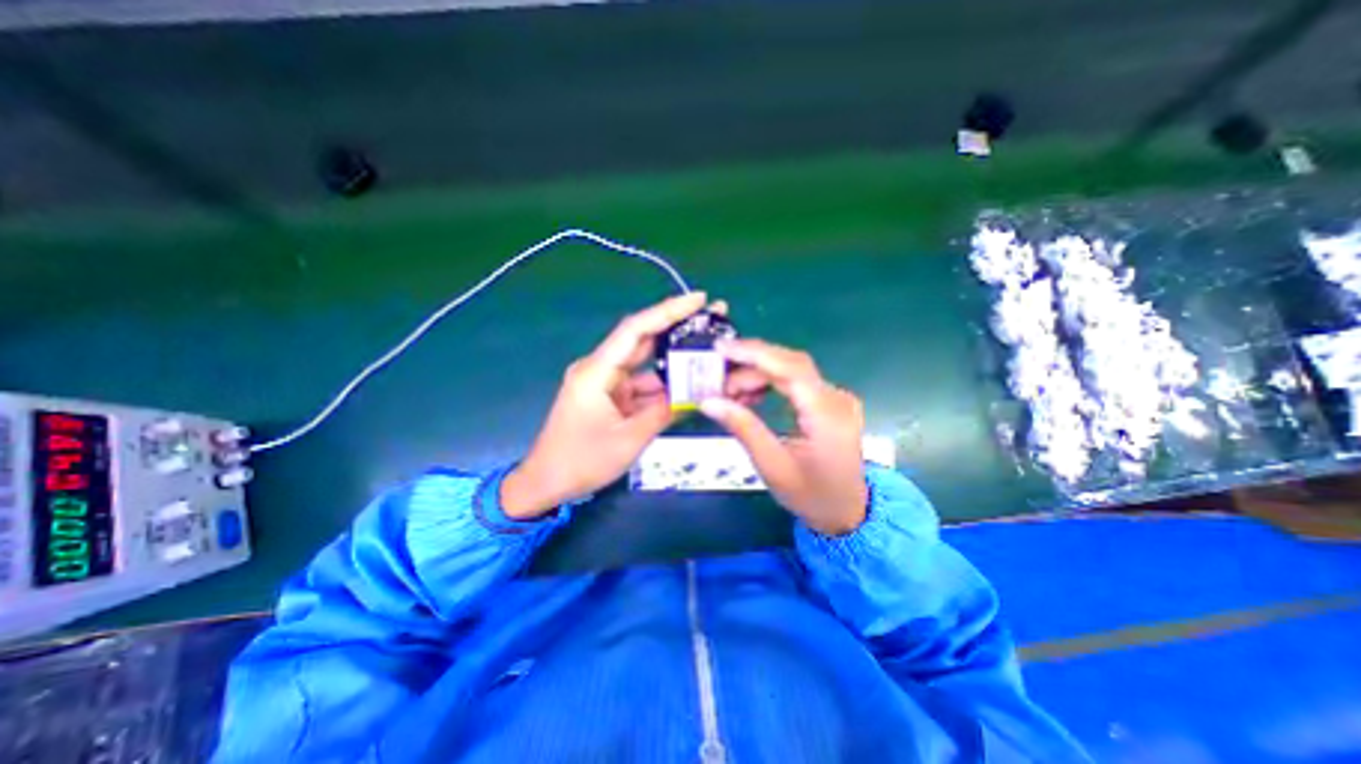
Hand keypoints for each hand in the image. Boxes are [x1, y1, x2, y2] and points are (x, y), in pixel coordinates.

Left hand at [497, 291, 713, 518]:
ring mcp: (606, 382)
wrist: (546, 483)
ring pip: (645, 363)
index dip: (668, 311)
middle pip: (642, 340)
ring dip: (673, 358)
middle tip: (711, 318)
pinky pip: (641, 384)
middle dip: (676, 327)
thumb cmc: (581, 462)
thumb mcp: (629, 439)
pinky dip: (663, 384)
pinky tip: (688, 382)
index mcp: (597, 371)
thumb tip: (696, 395)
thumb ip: (664, 413)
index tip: (698, 299)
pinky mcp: (610, 396)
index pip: (635, 330)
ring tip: (707, 350)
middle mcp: (600, 369)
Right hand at [702, 337, 857, 532]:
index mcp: (827, 415)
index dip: (754, 353)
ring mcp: (836, 397)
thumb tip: (708, 401)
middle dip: (750, 365)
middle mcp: (836, 398)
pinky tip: (750, 396)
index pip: (790, 368)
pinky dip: (769, 382)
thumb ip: (743, 428)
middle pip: (790, 364)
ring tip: (729, 393)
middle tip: (717, 378)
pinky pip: (796, 381)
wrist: (846, 512)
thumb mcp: (772, 466)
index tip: (721, 349)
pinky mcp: (829, 401)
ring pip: (791, 370)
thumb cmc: (810, 496)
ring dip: (757, 374)